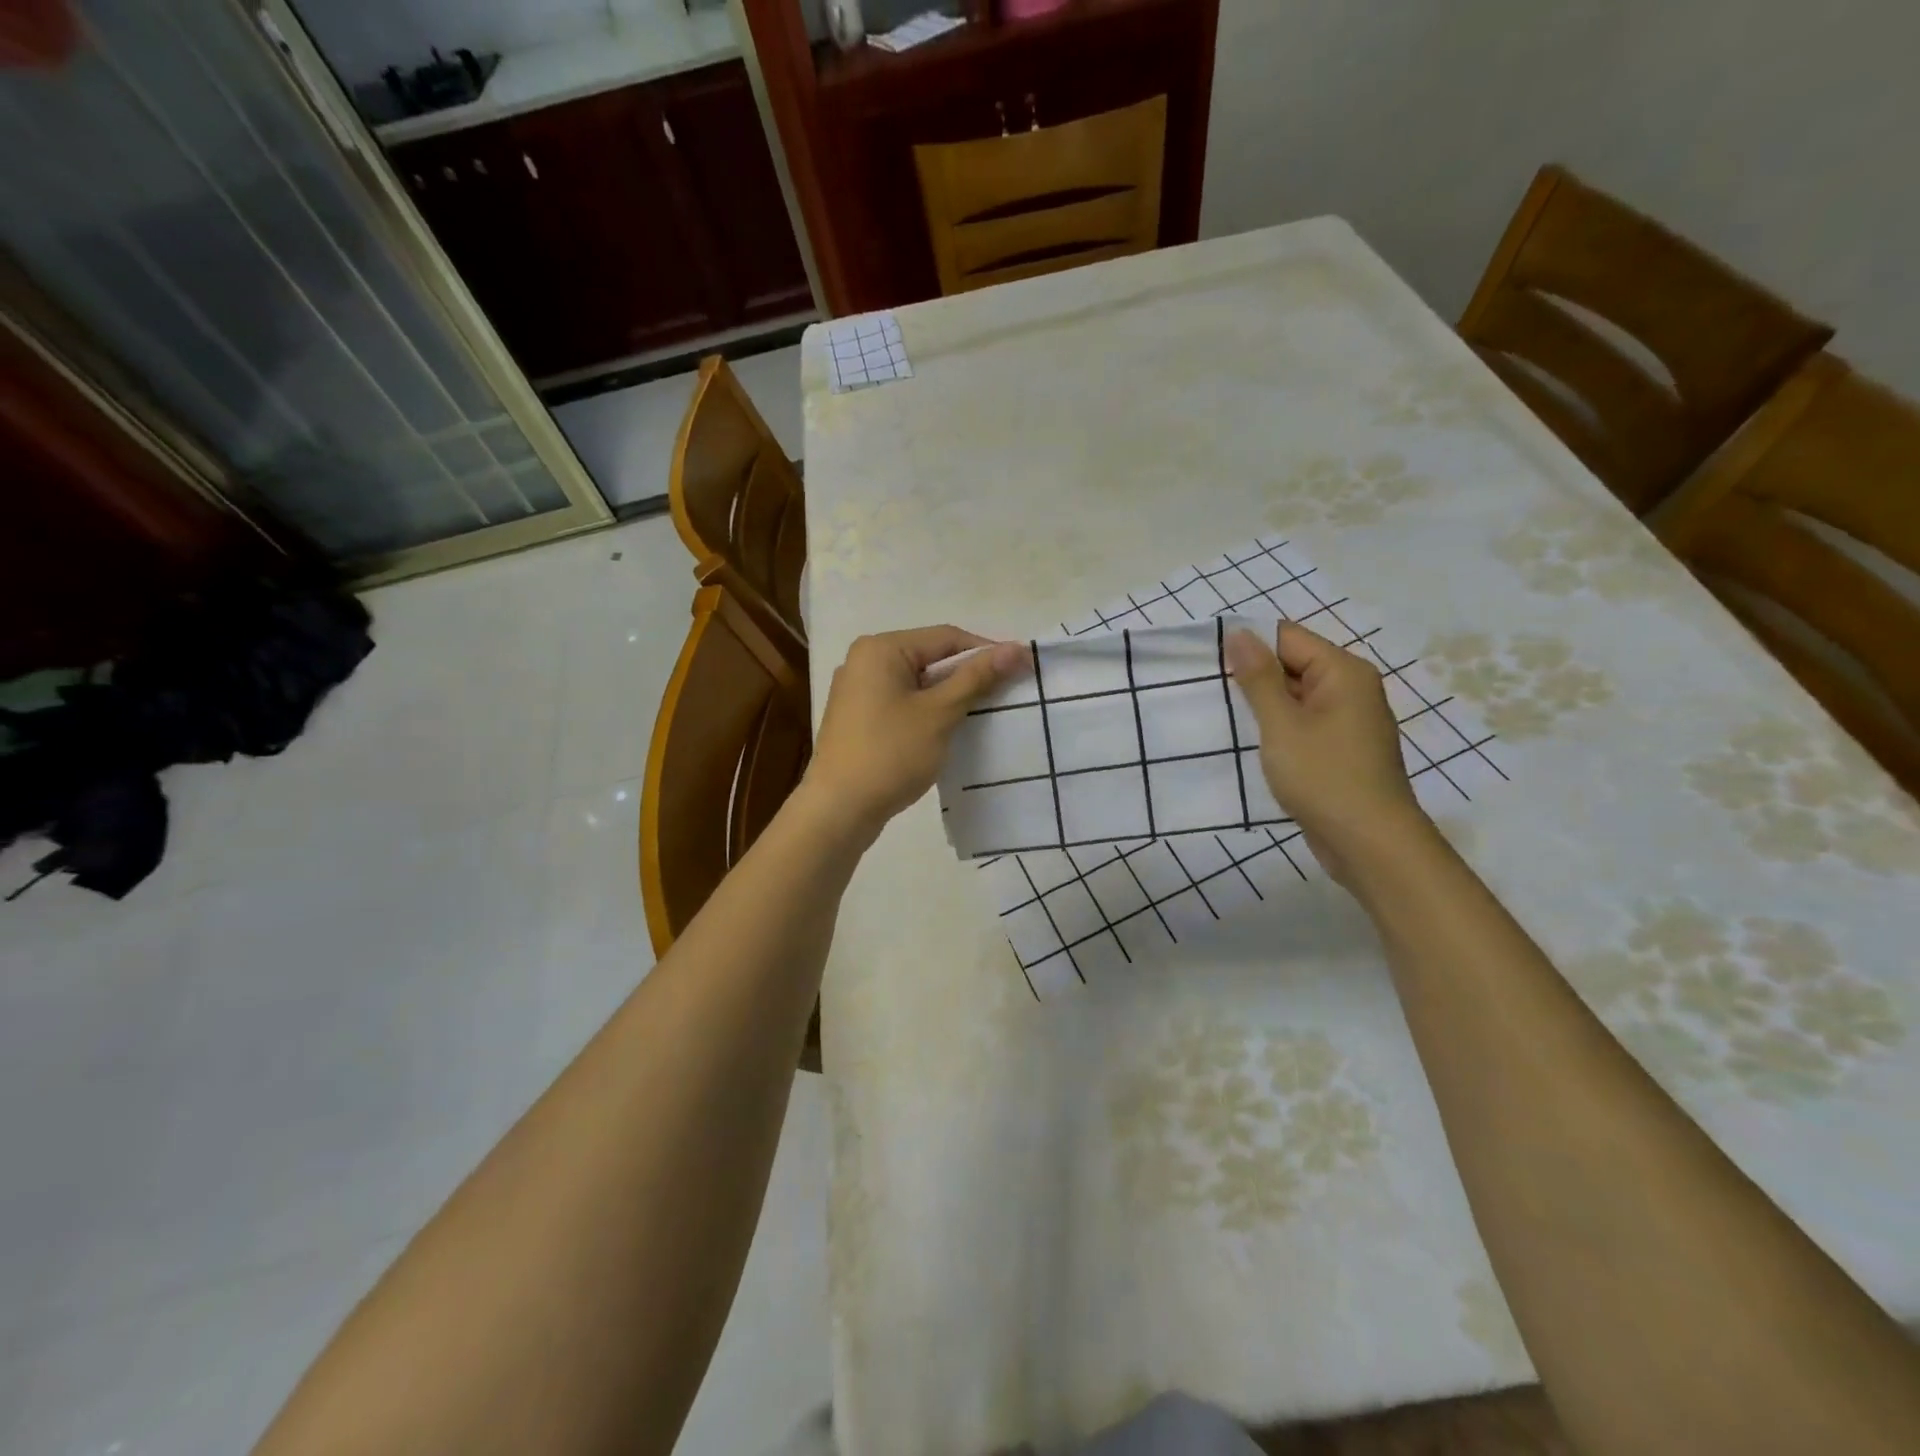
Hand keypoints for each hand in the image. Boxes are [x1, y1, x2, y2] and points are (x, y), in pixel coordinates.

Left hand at [802, 626, 1026, 841]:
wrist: (838, 809)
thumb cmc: (890, 754)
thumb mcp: (940, 713)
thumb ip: (977, 678)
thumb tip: (1016, 648)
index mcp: (880, 648)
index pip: (946, 637)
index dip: (986, 651)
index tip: (1020, 670)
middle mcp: (863, 660)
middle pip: (929, 657)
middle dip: (967, 675)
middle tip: (1004, 694)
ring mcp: (856, 690)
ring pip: (916, 682)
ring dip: (948, 695)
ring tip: (981, 713)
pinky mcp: (857, 718)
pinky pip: (901, 702)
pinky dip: (927, 710)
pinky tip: (947, 730)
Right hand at [1224, 622, 1425, 885]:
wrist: (1370, 843)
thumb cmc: (1324, 777)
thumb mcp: (1282, 725)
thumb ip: (1259, 678)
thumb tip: (1239, 633)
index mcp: (1343, 672)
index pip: (1287, 637)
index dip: (1248, 644)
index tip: (1207, 660)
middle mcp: (1351, 688)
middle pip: (1293, 664)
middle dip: (1252, 675)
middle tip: (1207, 688)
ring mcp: (1348, 721)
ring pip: (1295, 697)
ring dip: (1262, 704)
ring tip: (1221, 713)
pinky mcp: (1340, 749)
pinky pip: (1303, 723)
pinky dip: (1277, 728)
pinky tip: (1249, 742)